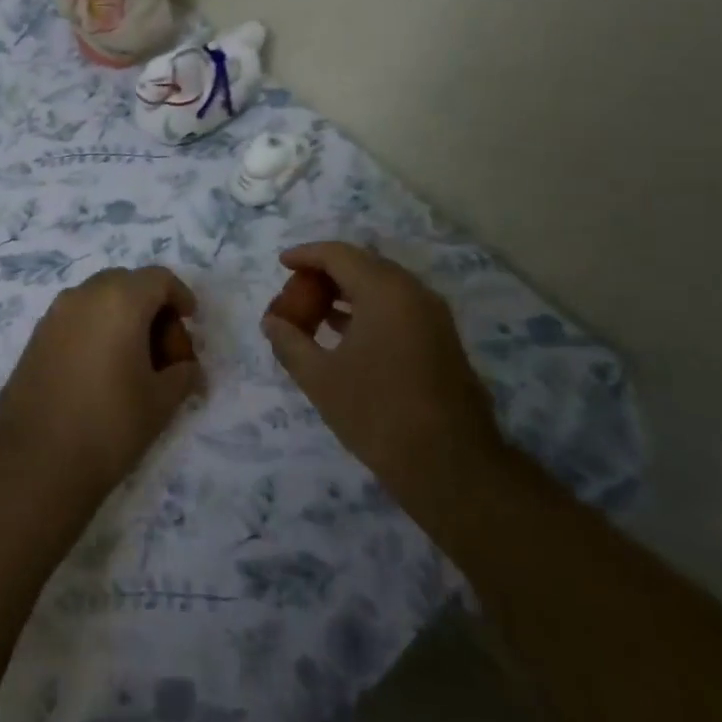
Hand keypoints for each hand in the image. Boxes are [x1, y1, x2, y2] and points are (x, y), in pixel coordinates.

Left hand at [0, 266, 204, 497]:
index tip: (191, 323)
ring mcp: (54, 315)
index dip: (180, 296)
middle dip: (151, 309)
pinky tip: (102, 372)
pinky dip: (96, 331)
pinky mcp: (35, 338)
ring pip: (98, 300)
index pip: (158, 278)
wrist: (35, 461)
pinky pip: (76, 319)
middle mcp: (83, 295)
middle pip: (127, 285)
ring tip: (135, 364)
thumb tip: (188, 369)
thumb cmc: (109, 423)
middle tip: (165, 351)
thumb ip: (183, 374)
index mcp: (119, 300)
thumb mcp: (161, 401)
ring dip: (122, 319)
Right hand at [261, 241, 505, 524]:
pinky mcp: (441, 340)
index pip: (339, 254)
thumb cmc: (378, 414)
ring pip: (382, 286)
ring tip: (312, 313)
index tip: (281, 264)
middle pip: (363, 265)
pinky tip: (343, 333)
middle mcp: (413, 293)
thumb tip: (271, 322)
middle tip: (295, 293)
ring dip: (346, 292)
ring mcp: (433, 316)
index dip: (306, 255)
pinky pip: (397, 307)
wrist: (451, 466)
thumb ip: (289, 342)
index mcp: (385, 291)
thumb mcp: (320, 378)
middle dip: (325, 274)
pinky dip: (366, 309)